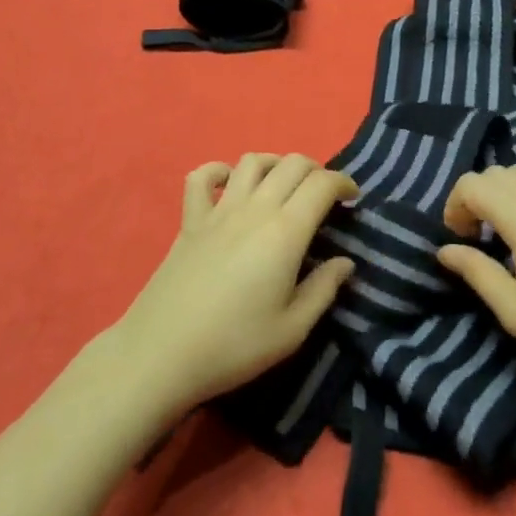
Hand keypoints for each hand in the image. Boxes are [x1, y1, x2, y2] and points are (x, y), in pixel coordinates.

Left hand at [111, 153, 358, 416]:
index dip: (343, 182)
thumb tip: (346, 261)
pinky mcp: (190, 220)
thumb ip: (323, 290)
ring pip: (252, 161)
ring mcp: (218, 210)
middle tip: (324, 195)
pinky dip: (220, 171)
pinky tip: (230, 186)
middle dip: (316, 170)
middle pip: (291, 163)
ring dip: (275, 164)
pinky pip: (202, 177)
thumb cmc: (234, 345)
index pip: (321, 184)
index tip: (353, 198)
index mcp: (285, 232)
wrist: (162, 353)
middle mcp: (254, 209)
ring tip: (283, 186)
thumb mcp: (292, 330)